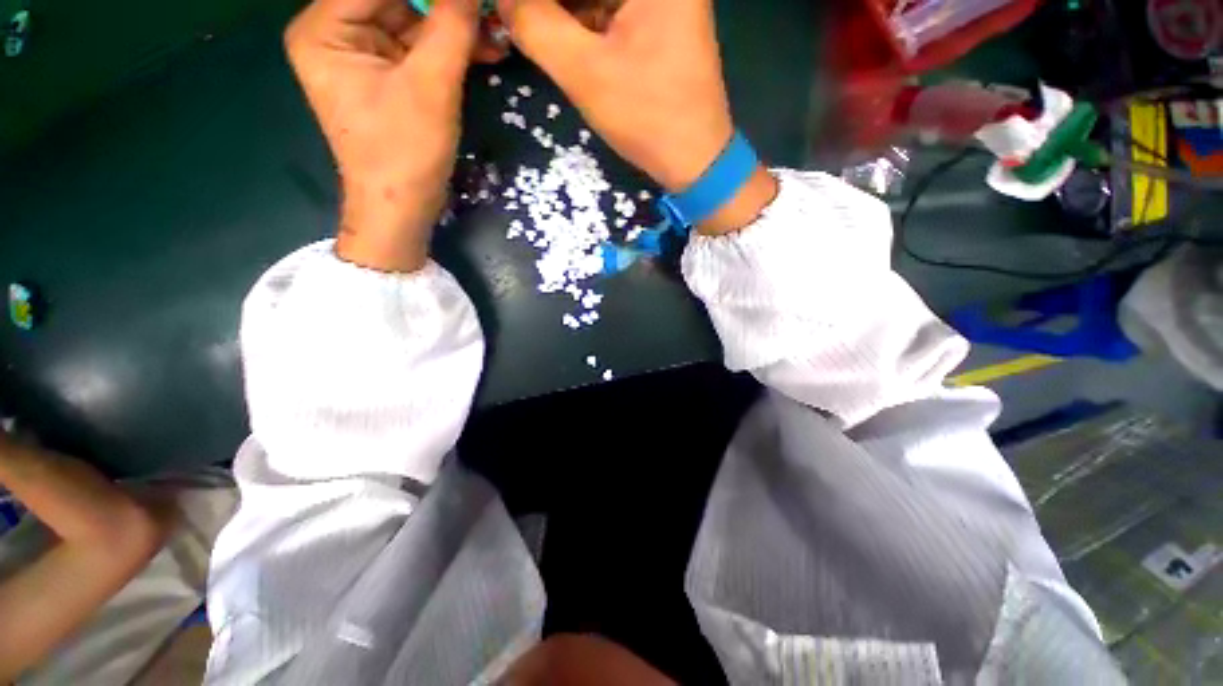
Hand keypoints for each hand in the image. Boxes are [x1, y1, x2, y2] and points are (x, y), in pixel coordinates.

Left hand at [285, 0, 502, 271]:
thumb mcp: (430, 87)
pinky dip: (451, 48)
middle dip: (445, 5)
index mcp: (325, 29)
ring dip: (455, 25)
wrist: (402, 208)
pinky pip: (419, 47)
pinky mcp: (384, 75)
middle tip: (487, 9)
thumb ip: (451, 26)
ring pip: (412, 20)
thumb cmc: (405, 153)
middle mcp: (336, 32)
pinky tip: (484, 48)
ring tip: (495, 30)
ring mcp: (361, 54)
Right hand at [497, 0, 776, 234]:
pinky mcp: (660, 19)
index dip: (540, 1)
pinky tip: (557, 33)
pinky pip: (611, 8)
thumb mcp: (584, 72)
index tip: (513, 12)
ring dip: (562, 11)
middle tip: (517, 20)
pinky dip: (582, 19)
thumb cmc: (648, 118)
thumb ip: (535, 24)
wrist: (695, 160)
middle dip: (552, 6)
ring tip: (530, 27)